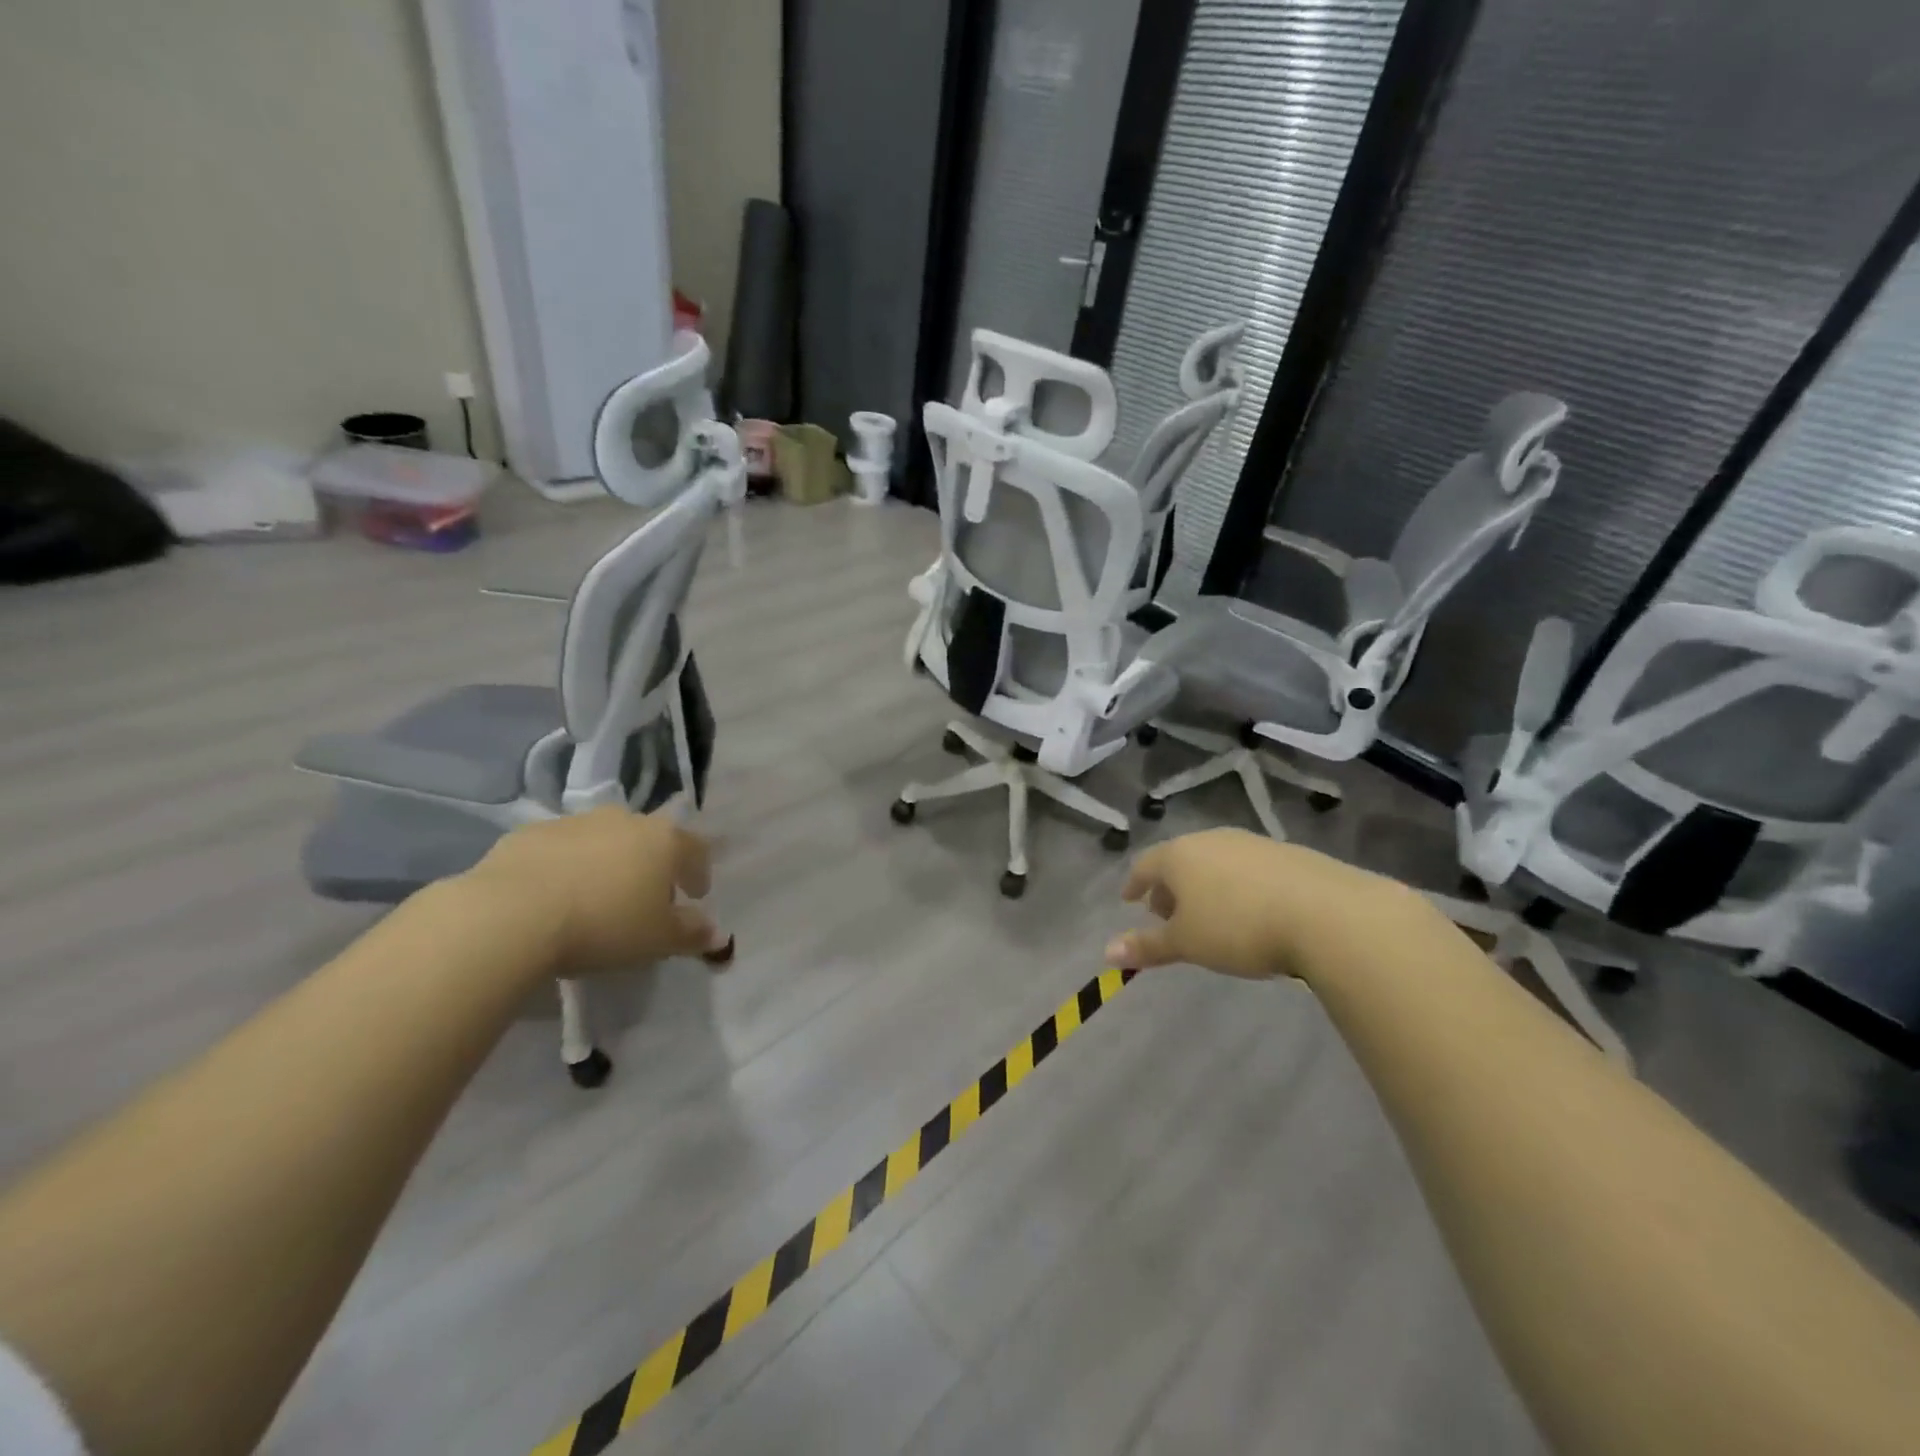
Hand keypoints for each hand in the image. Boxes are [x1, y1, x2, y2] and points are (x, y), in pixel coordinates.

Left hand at [459, 807, 726, 975]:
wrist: (511, 915)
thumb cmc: (604, 925)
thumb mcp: (658, 940)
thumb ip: (691, 934)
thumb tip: (716, 934)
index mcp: (663, 840)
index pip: (696, 849)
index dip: (699, 872)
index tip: (695, 895)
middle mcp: (624, 819)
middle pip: (648, 839)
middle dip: (651, 864)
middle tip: (644, 897)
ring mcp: (575, 822)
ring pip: (603, 840)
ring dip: (606, 862)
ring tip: (595, 897)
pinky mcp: (529, 833)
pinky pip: (559, 849)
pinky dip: (565, 866)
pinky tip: (553, 896)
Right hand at [1105, 828, 1425, 982]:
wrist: (1325, 913)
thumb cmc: (1238, 926)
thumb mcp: (1187, 943)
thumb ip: (1147, 946)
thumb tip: (1107, 952)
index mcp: (1180, 855)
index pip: (1145, 864)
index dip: (1135, 884)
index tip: (1130, 899)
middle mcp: (1212, 840)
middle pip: (1180, 860)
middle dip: (1170, 886)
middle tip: (1167, 913)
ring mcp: (1251, 843)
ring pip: (1215, 862)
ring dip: (1204, 885)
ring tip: (1208, 914)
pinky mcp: (1287, 854)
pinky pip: (1247, 868)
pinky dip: (1236, 886)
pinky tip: (1250, 910)